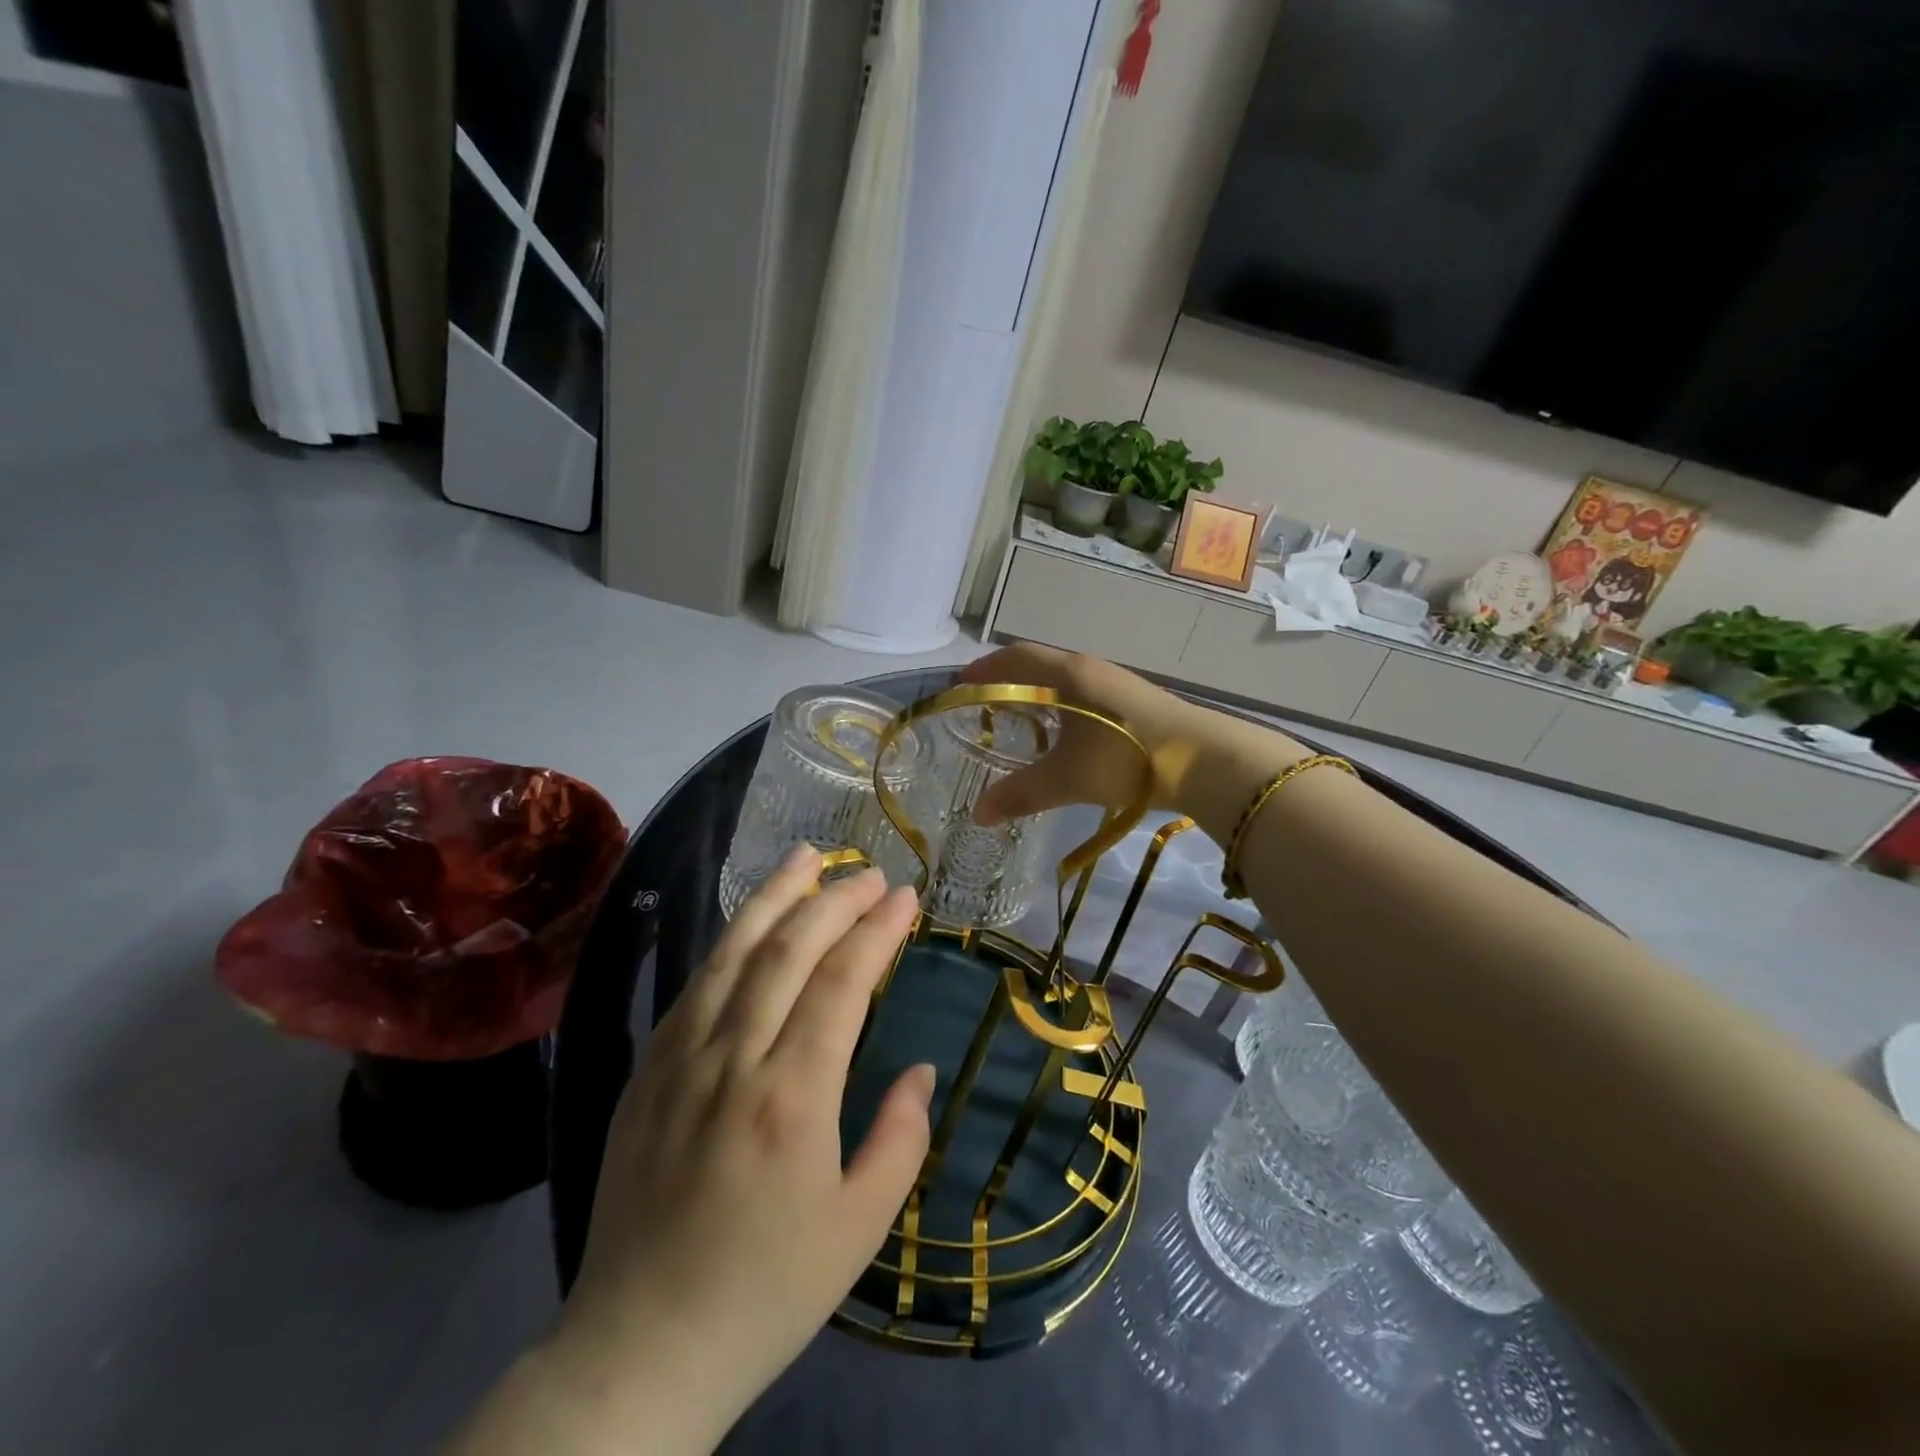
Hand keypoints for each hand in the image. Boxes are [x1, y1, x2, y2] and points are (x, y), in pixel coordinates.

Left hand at [542, 849, 930, 1449]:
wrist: (640, 1348)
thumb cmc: (765, 1292)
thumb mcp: (860, 1231)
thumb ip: (900, 1139)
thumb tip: (919, 1069)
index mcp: (791, 1100)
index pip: (841, 983)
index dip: (876, 930)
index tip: (905, 896)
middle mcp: (732, 1063)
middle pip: (786, 951)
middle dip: (833, 899)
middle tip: (869, 872)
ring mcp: (679, 1061)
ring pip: (731, 954)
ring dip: (773, 897)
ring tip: (806, 856)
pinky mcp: (646, 1072)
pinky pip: (693, 986)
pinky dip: (729, 942)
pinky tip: (751, 924)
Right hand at [962, 644, 1300, 826]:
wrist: (1204, 760)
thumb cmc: (1125, 758)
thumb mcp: (1067, 779)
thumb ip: (1020, 794)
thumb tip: (979, 815)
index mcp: (1068, 675)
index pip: (1016, 657)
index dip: (985, 668)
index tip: (962, 683)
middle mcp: (1091, 669)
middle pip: (1040, 664)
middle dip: (1008, 679)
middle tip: (984, 701)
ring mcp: (1117, 684)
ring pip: (1065, 680)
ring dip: (1039, 693)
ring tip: (1020, 718)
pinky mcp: (1136, 702)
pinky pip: (1085, 694)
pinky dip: (1063, 706)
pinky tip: (1066, 732)